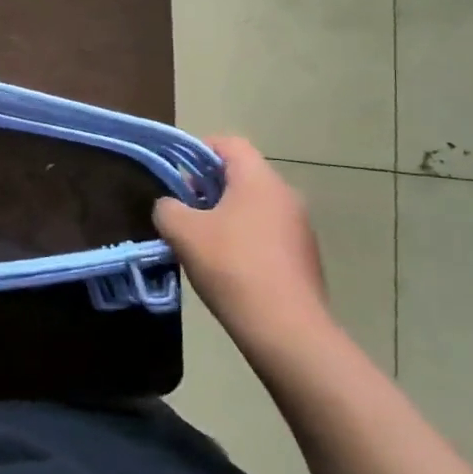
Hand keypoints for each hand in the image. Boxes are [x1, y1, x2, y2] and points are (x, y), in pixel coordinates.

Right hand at [152, 136, 332, 341]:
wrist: (287, 330)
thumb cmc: (232, 267)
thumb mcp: (184, 233)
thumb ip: (168, 209)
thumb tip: (170, 207)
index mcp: (259, 179)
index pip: (229, 143)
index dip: (198, 150)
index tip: (176, 172)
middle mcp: (285, 194)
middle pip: (241, 175)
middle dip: (208, 187)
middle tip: (183, 210)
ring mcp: (300, 227)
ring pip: (254, 206)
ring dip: (226, 215)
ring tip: (201, 241)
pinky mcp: (304, 257)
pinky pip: (267, 233)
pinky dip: (245, 238)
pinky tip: (227, 267)